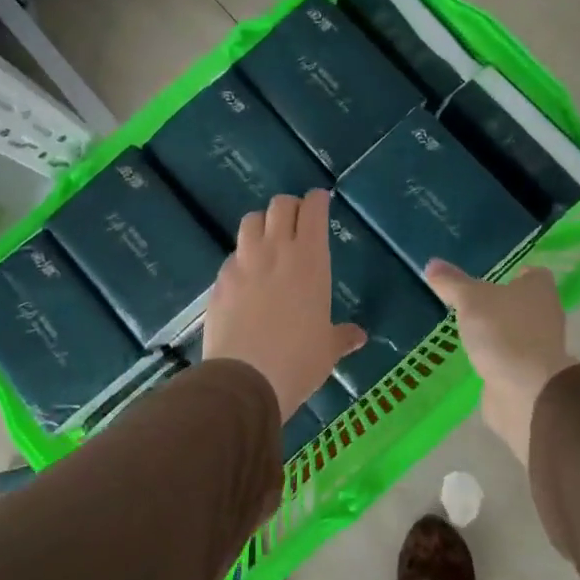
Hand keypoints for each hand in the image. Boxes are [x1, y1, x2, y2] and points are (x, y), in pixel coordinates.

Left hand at [204, 189, 365, 420]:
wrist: (246, 378)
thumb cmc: (299, 360)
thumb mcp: (327, 349)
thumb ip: (342, 336)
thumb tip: (359, 336)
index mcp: (310, 259)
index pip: (313, 210)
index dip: (317, 200)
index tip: (320, 201)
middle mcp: (276, 251)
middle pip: (280, 206)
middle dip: (290, 207)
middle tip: (296, 221)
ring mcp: (243, 263)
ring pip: (250, 221)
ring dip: (262, 223)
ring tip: (268, 240)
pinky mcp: (220, 280)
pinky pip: (232, 255)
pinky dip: (242, 257)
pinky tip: (246, 277)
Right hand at [425, 260, 575, 465]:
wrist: (527, 391)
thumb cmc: (503, 332)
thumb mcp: (470, 300)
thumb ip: (452, 283)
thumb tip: (431, 263)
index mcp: (539, 290)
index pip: (533, 275)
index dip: (516, 274)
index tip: (493, 278)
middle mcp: (546, 315)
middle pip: (525, 303)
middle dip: (503, 304)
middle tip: (473, 302)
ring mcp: (541, 347)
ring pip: (518, 331)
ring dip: (499, 332)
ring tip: (469, 330)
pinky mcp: (531, 374)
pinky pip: (512, 358)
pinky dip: (497, 357)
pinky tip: (476, 358)